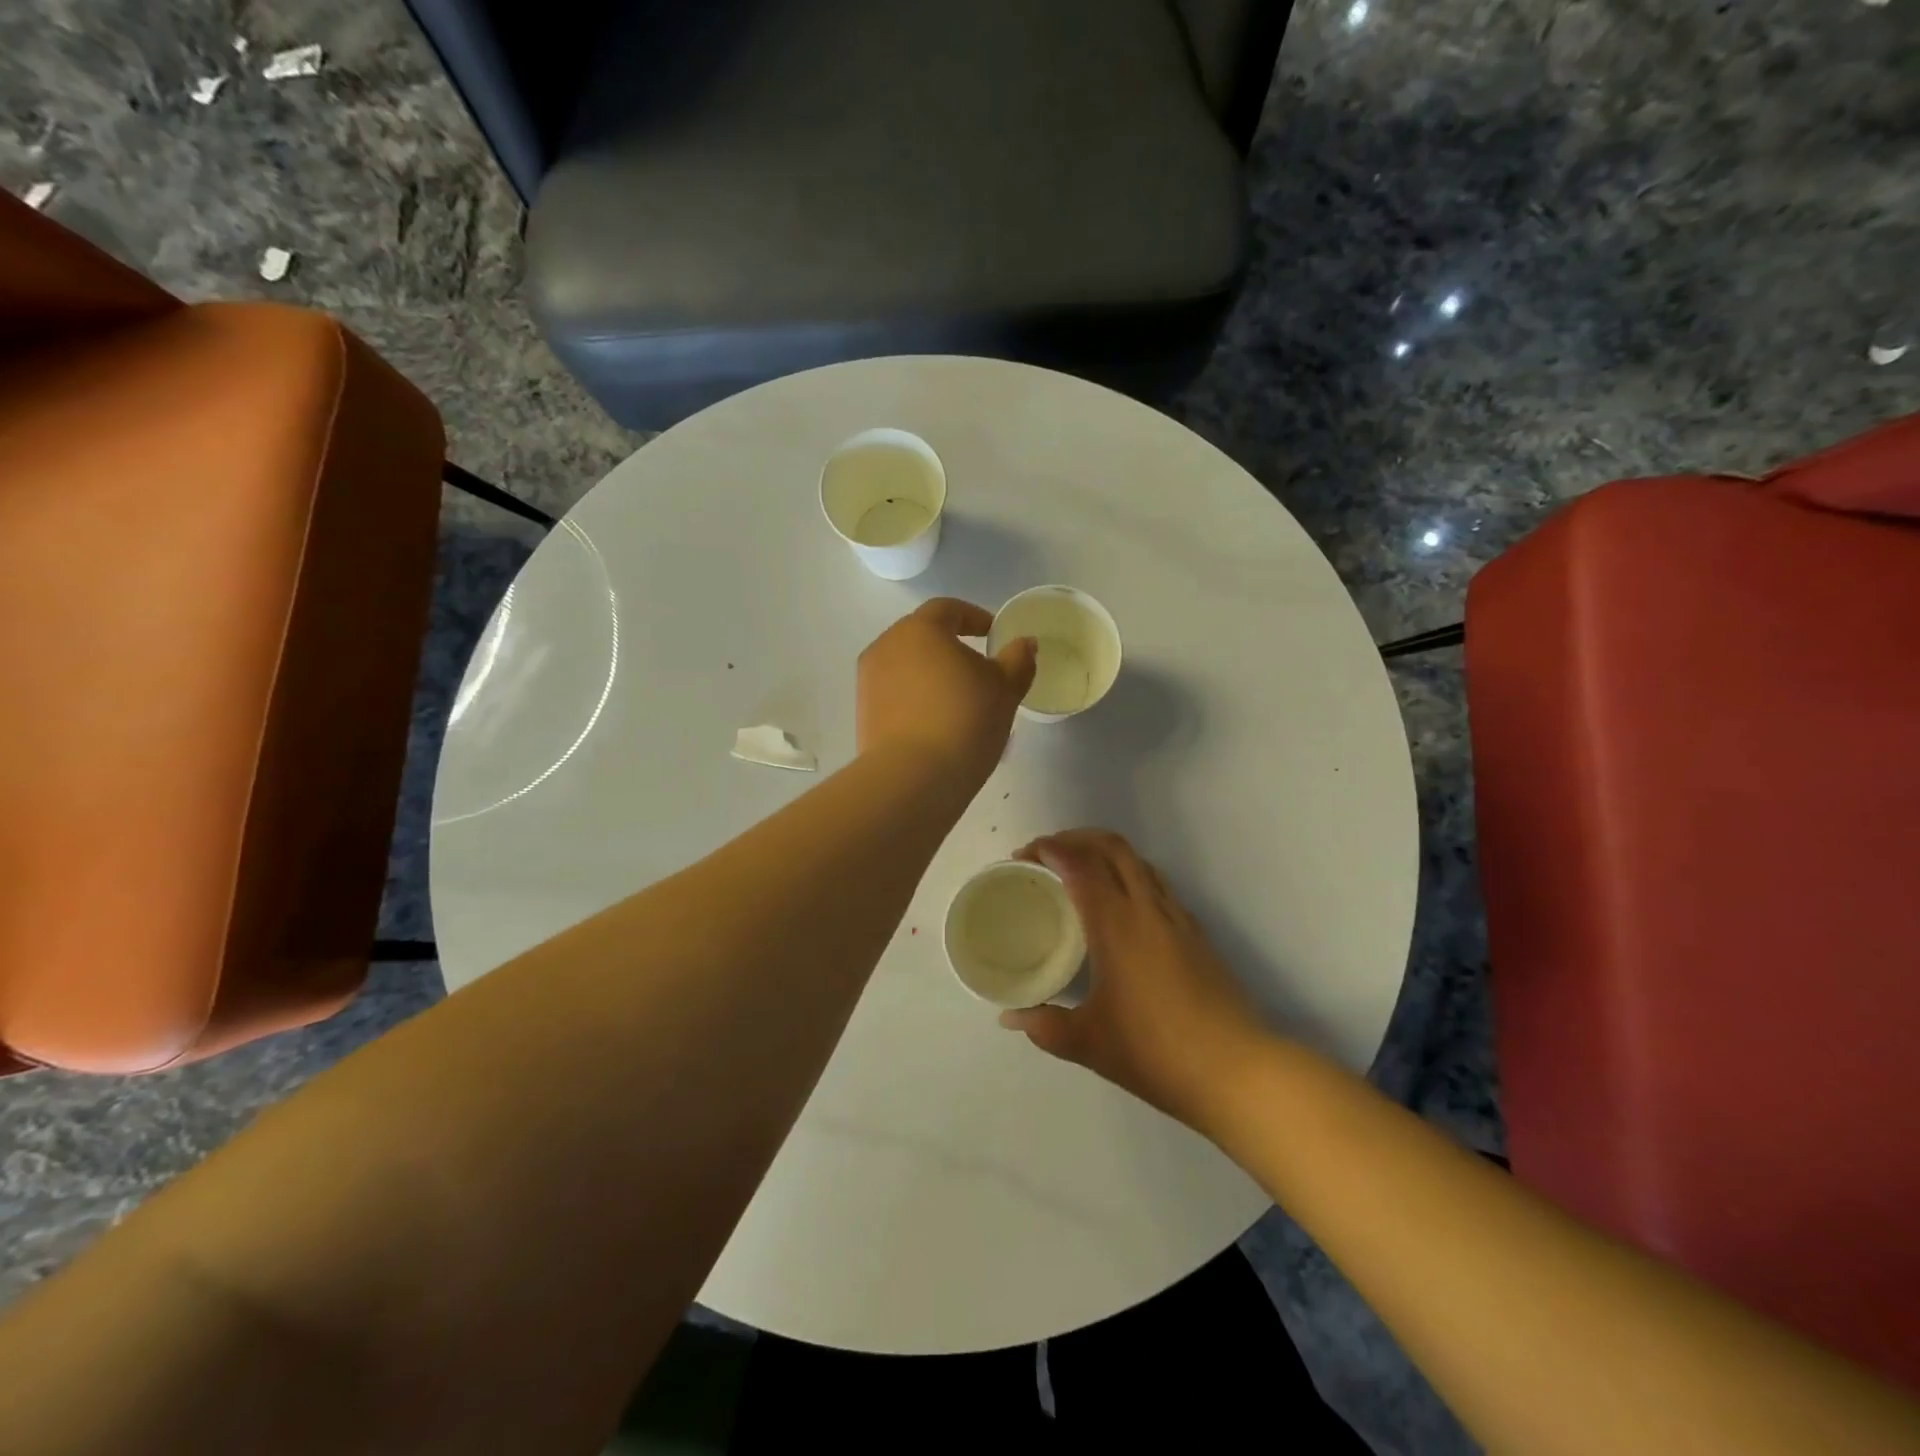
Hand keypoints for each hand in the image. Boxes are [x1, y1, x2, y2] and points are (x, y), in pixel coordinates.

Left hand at [857, 599, 1036, 788]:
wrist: (912, 777)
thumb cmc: (965, 720)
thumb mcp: (1005, 689)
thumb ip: (1018, 660)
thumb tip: (1024, 644)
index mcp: (920, 629)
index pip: (948, 609)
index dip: (974, 617)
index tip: (994, 634)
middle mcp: (886, 646)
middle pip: (923, 637)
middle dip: (951, 648)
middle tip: (979, 670)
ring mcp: (869, 681)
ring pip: (908, 667)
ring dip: (933, 676)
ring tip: (961, 702)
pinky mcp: (864, 714)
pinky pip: (896, 696)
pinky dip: (917, 700)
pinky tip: (938, 724)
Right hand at [1000, 830, 1267, 1131]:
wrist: (1237, 1070)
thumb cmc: (1157, 1052)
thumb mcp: (1089, 1043)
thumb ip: (1045, 1025)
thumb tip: (1011, 1016)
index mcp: (1116, 925)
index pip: (1080, 864)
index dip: (1050, 849)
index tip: (1024, 855)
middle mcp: (1147, 908)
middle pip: (1112, 847)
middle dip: (1076, 838)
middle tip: (1047, 854)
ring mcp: (1176, 917)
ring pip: (1138, 861)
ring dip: (1104, 852)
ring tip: (1078, 870)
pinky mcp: (1195, 933)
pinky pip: (1155, 883)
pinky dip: (1128, 874)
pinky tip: (1118, 906)